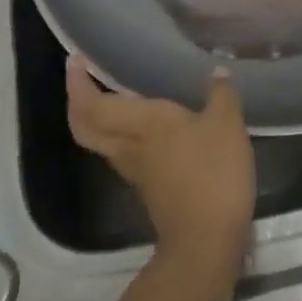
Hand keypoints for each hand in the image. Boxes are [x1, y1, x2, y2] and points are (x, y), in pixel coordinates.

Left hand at [66, 53, 255, 271]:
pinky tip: (143, 124)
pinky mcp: (146, 186)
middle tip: (83, 76)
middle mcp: (128, 144)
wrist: (206, 240)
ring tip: (111, 93)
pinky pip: (119, 151)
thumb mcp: (226, 125)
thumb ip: (221, 94)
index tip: (75, 60)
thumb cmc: (212, 174)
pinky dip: (118, 132)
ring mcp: (134, 169)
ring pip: (100, 139)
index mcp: (141, 122)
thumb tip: (218, 70)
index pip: (92, 103)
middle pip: (84, 124)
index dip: (77, 82)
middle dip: (77, 100)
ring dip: (95, 117)